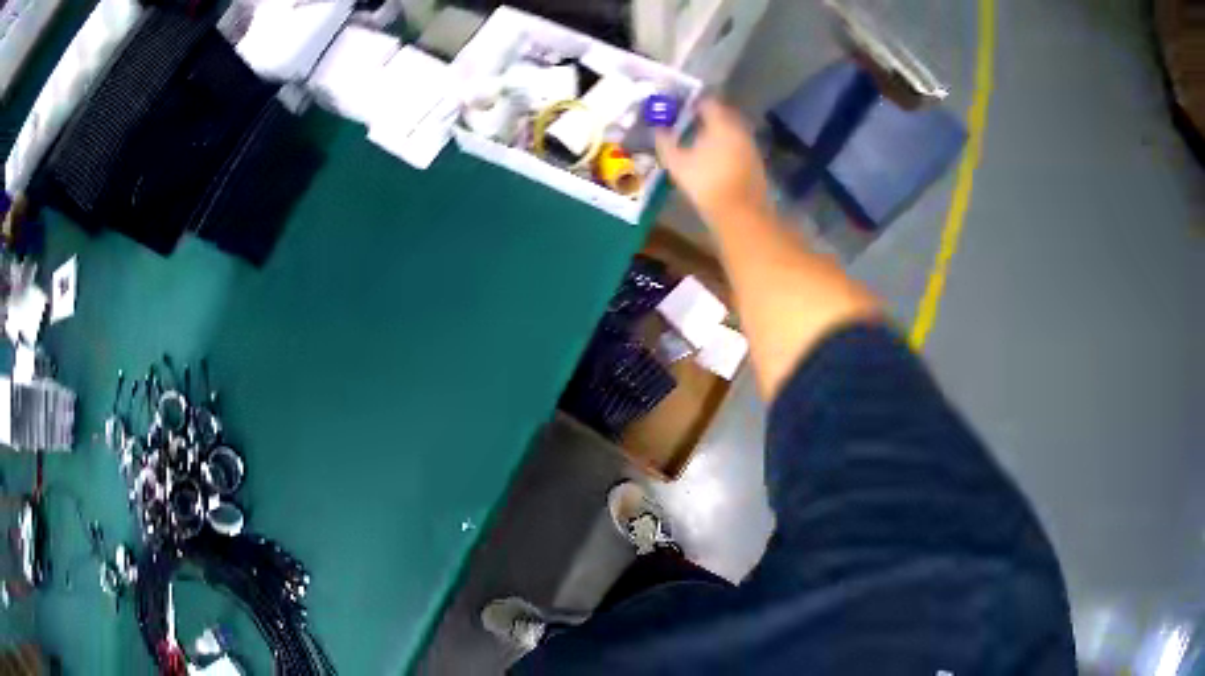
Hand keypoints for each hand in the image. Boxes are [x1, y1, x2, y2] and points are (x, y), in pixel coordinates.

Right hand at [655, 99, 772, 221]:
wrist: (741, 213)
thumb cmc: (707, 183)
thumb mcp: (677, 163)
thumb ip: (665, 142)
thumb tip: (657, 129)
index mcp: (721, 123)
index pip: (707, 102)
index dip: (691, 103)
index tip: (679, 108)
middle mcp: (739, 129)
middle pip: (722, 114)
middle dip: (705, 116)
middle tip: (688, 122)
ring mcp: (750, 145)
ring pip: (731, 130)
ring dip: (717, 132)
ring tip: (698, 140)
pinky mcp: (756, 162)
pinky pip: (738, 145)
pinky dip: (726, 145)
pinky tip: (714, 157)